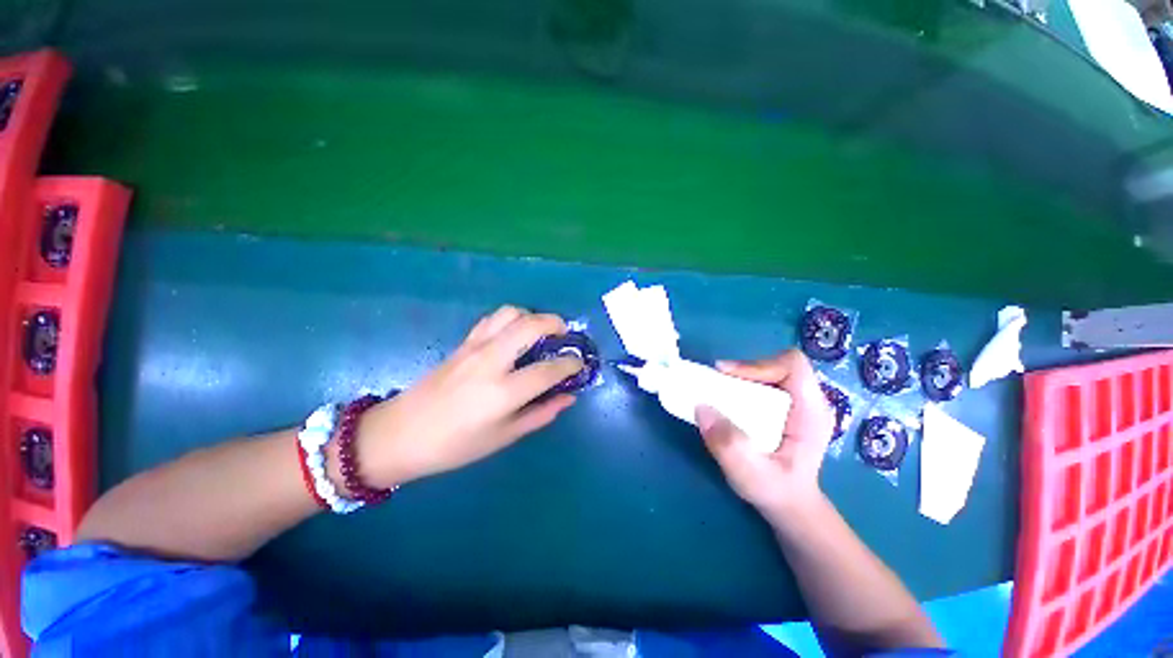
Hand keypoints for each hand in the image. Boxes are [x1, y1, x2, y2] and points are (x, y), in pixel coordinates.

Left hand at [355, 306, 582, 487]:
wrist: (400, 434)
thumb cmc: (455, 446)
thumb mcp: (504, 437)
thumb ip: (541, 414)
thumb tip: (569, 398)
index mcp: (503, 393)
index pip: (548, 370)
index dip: (570, 365)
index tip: (579, 364)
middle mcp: (491, 362)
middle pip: (530, 325)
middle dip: (555, 323)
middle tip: (564, 335)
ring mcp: (474, 348)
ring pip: (510, 313)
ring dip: (532, 316)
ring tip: (540, 332)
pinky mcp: (462, 343)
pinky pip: (492, 319)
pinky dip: (510, 319)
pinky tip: (513, 335)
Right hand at [695, 349, 834, 515]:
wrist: (790, 506)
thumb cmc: (776, 492)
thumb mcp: (751, 475)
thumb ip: (729, 445)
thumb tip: (702, 408)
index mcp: (811, 413)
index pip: (793, 367)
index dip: (758, 365)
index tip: (728, 376)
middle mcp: (808, 402)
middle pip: (778, 365)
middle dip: (745, 369)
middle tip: (717, 383)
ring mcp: (798, 404)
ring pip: (770, 371)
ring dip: (741, 377)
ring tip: (719, 391)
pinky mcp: (786, 408)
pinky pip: (764, 383)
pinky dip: (743, 385)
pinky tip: (729, 401)